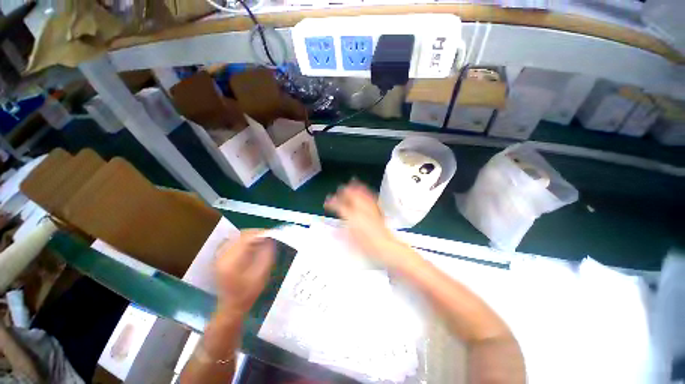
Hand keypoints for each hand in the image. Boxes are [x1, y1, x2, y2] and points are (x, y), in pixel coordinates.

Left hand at [214, 230, 273, 314]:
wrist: (232, 306)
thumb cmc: (249, 292)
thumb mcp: (262, 274)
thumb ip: (267, 255)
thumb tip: (271, 239)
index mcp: (232, 261)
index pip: (246, 238)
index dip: (260, 233)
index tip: (272, 234)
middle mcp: (223, 255)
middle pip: (241, 235)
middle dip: (257, 233)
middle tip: (269, 236)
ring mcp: (220, 256)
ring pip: (238, 237)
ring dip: (251, 236)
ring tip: (262, 240)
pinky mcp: (221, 257)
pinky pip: (235, 242)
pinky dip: (245, 240)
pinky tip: (253, 245)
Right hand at [324, 181, 411, 268]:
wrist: (385, 246)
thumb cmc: (366, 245)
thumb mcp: (350, 241)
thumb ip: (340, 234)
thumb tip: (333, 231)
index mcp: (352, 217)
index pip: (339, 206)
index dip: (332, 203)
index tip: (327, 201)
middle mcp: (360, 210)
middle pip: (351, 196)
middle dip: (344, 191)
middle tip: (340, 188)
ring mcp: (370, 209)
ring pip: (362, 194)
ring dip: (356, 187)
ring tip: (353, 181)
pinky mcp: (377, 211)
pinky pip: (372, 198)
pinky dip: (368, 192)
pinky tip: (366, 189)